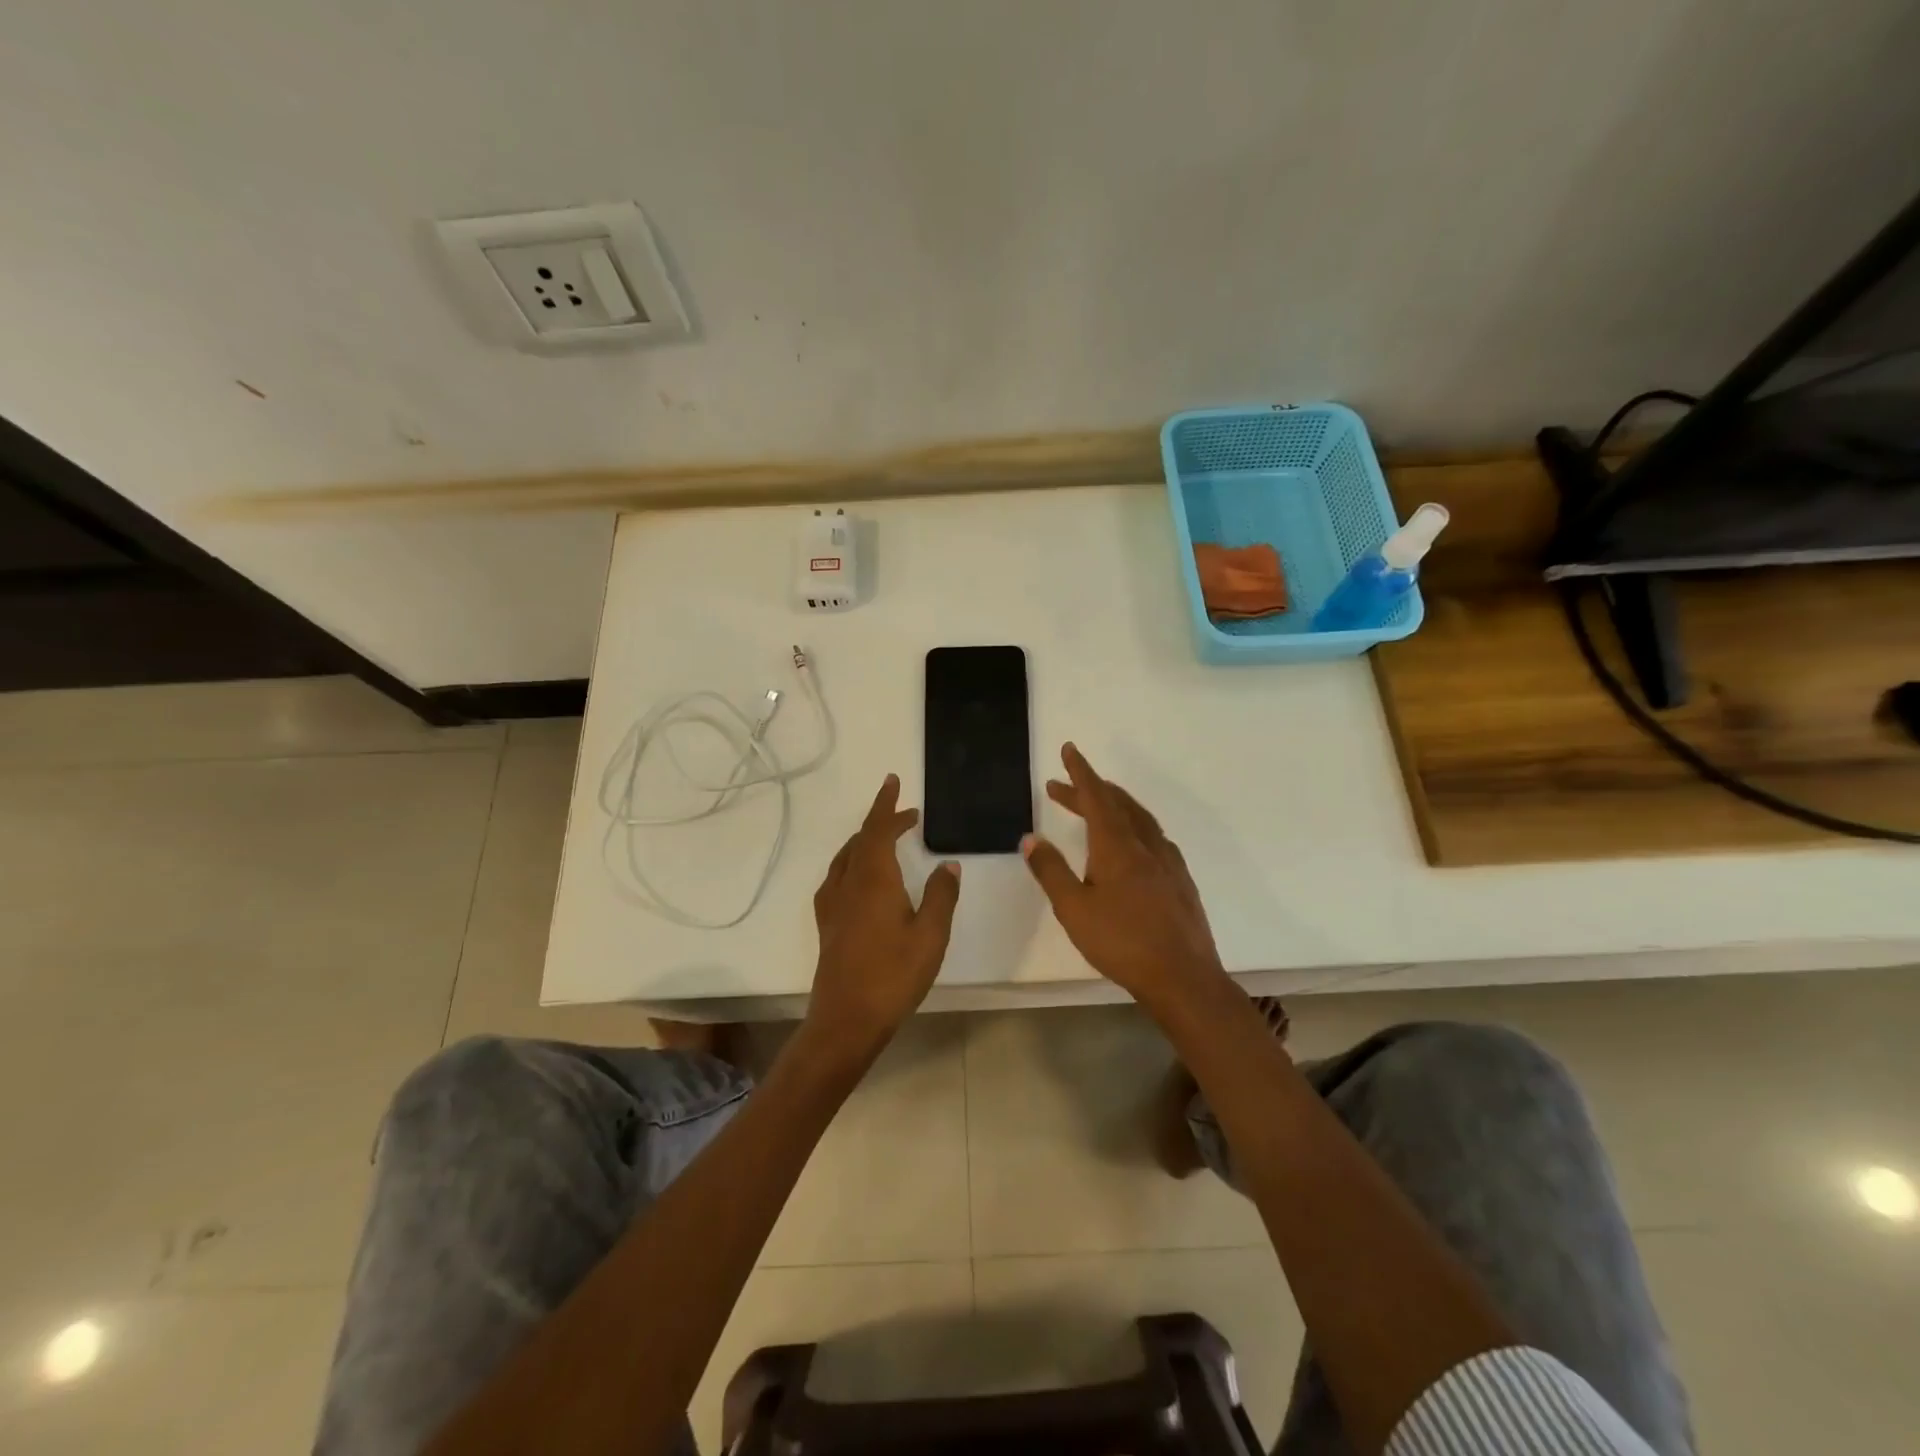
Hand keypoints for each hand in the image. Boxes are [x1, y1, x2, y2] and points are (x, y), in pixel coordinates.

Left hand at [804, 774, 961, 1064]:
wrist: (846, 1020)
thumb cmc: (893, 976)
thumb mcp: (931, 935)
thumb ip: (941, 895)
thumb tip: (948, 863)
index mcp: (873, 879)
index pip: (878, 829)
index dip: (887, 804)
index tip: (894, 782)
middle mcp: (849, 883)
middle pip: (862, 839)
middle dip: (882, 820)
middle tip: (906, 814)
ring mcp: (833, 904)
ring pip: (847, 857)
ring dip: (866, 840)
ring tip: (886, 838)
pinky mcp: (828, 923)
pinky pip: (838, 876)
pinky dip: (853, 862)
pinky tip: (860, 877)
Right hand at [1021, 743, 1227, 1010]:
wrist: (1183, 977)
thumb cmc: (1122, 942)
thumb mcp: (1074, 908)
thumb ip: (1051, 871)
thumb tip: (1030, 838)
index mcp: (1117, 846)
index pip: (1096, 797)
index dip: (1080, 772)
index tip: (1069, 749)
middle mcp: (1145, 845)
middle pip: (1116, 804)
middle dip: (1089, 790)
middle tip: (1061, 787)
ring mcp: (1168, 861)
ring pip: (1139, 818)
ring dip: (1114, 805)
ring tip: (1095, 805)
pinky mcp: (1180, 879)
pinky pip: (1153, 836)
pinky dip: (1133, 825)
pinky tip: (1131, 842)